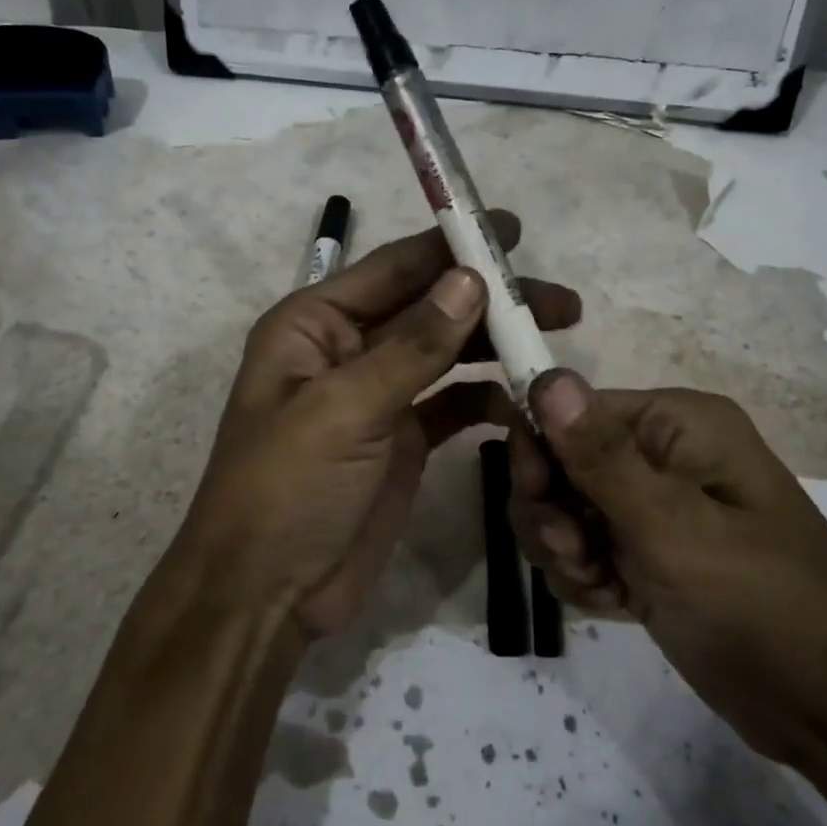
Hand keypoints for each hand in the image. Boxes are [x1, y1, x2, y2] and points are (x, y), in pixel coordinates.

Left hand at [176, 213, 581, 639]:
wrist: (267, 595)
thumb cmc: (287, 489)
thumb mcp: (345, 409)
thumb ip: (412, 346)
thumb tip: (471, 279)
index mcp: (314, 324)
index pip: (393, 269)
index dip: (451, 247)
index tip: (511, 230)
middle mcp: (346, 348)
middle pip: (428, 307)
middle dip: (489, 300)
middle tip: (559, 301)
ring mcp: (376, 394)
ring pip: (445, 352)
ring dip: (495, 344)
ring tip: (556, 339)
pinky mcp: (401, 438)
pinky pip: (451, 402)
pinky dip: (485, 396)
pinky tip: (522, 400)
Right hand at [509, 372, 826, 764]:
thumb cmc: (762, 605)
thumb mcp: (673, 529)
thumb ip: (601, 456)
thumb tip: (546, 377)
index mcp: (676, 424)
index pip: (571, 410)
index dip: (542, 450)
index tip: (539, 500)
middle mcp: (660, 454)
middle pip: (558, 462)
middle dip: (551, 511)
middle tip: (577, 554)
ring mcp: (652, 508)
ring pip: (562, 510)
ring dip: (564, 550)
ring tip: (603, 586)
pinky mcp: (645, 556)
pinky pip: (582, 550)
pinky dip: (583, 578)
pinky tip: (615, 604)